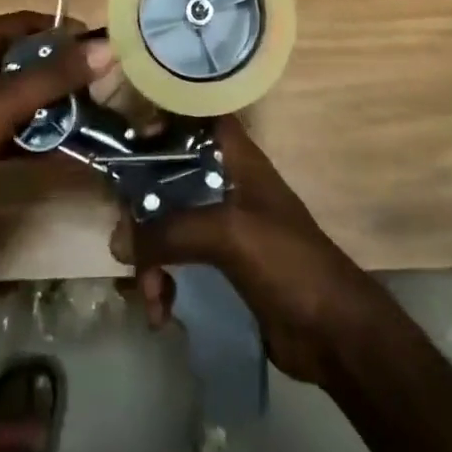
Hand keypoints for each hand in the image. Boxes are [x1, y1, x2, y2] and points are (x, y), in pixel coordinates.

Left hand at [0, 12, 111, 258]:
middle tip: (96, 86)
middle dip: (58, 72)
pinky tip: (62, 147)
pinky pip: (10, 125)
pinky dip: (32, 133)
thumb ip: (55, 75)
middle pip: (24, 58)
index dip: (60, 31)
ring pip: (18, 94)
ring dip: (49, 105)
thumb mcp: (4, 100)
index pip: (25, 23)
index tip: (96, 47)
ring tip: (87, 116)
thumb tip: (106, 48)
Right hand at [111, 116, 379, 382]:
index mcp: (234, 157)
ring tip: (151, 297)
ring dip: (150, 259)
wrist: (334, 332)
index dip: (159, 123)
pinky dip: (163, 283)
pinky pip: (176, 260)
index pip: (192, 119)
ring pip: (167, 222)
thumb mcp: (228, 234)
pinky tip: (162, 314)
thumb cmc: (287, 260)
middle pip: (167, 175)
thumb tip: (118, 241)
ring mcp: (221, 223)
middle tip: (126, 245)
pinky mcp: (219, 263)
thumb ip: (171, 232)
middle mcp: (223, 181)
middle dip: (142, 212)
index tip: (127, 148)